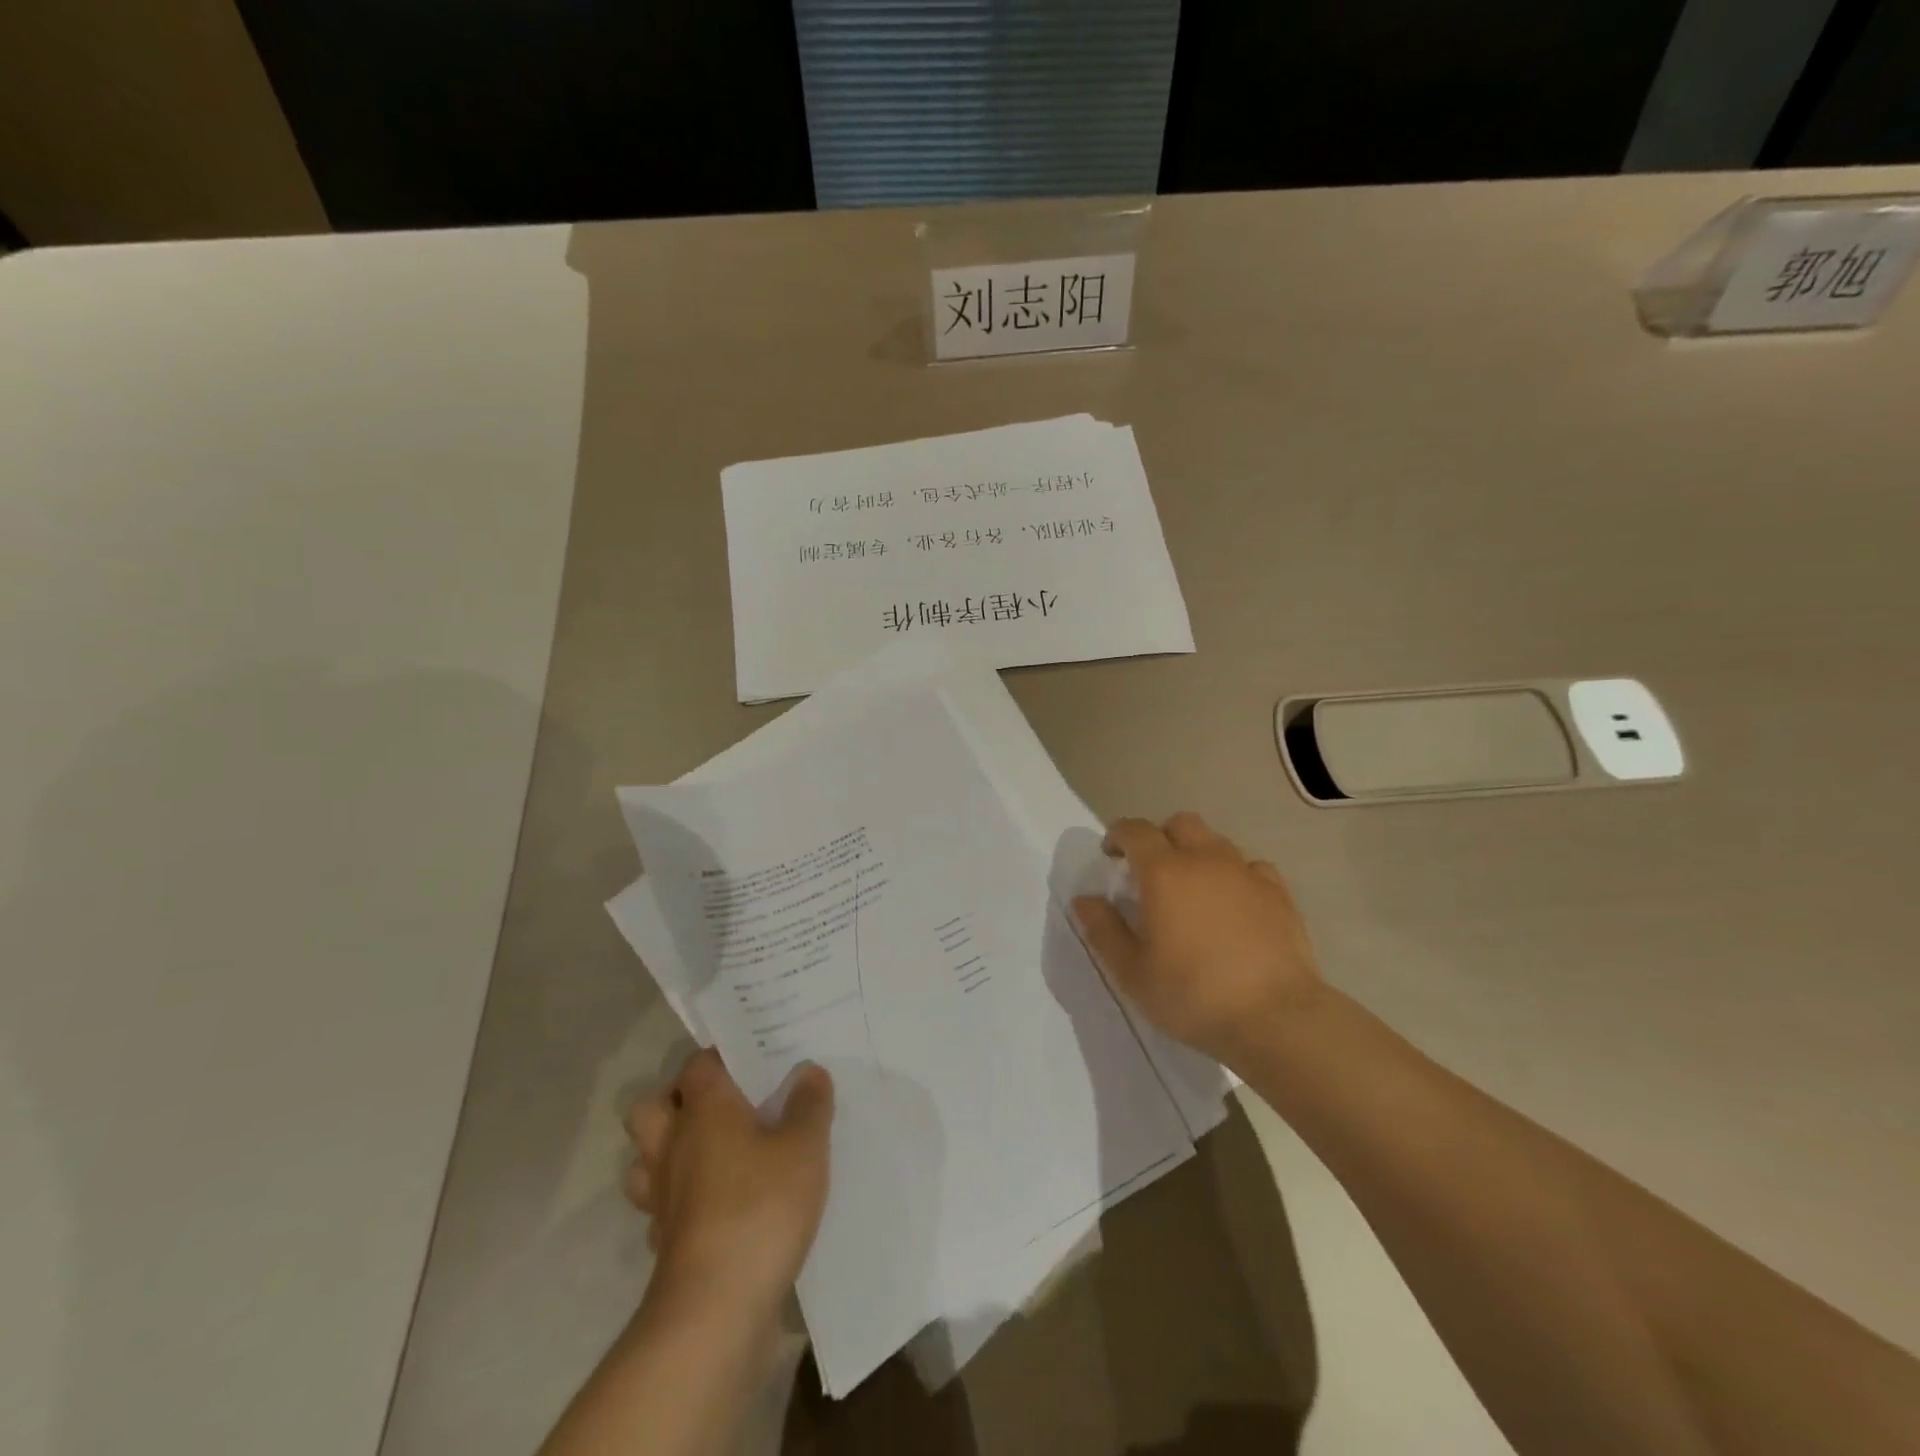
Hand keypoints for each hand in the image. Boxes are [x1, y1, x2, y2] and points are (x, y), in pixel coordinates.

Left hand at [624, 1049, 833, 1317]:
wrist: (716, 1309)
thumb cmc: (761, 1207)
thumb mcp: (805, 1146)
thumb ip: (809, 1104)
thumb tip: (808, 1071)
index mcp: (704, 1109)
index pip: (698, 1064)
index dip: (722, 1057)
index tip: (754, 1060)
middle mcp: (673, 1144)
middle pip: (652, 1107)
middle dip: (677, 1102)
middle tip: (722, 1107)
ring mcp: (661, 1196)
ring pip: (645, 1159)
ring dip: (668, 1152)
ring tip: (713, 1153)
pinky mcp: (664, 1241)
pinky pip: (661, 1207)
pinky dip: (680, 1201)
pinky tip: (715, 1206)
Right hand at [1071, 812, 1323, 1063]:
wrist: (1276, 1017)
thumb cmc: (1193, 994)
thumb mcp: (1132, 971)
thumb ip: (1103, 929)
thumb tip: (1084, 899)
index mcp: (1164, 872)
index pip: (1135, 831)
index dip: (1118, 835)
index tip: (1110, 854)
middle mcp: (1205, 859)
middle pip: (1180, 824)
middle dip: (1160, 837)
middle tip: (1150, 870)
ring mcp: (1246, 873)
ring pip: (1216, 842)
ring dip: (1197, 853)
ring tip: (1192, 888)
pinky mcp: (1279, 894)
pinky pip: (1251, 867)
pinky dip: (1235, 875)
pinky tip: (1234, 902)